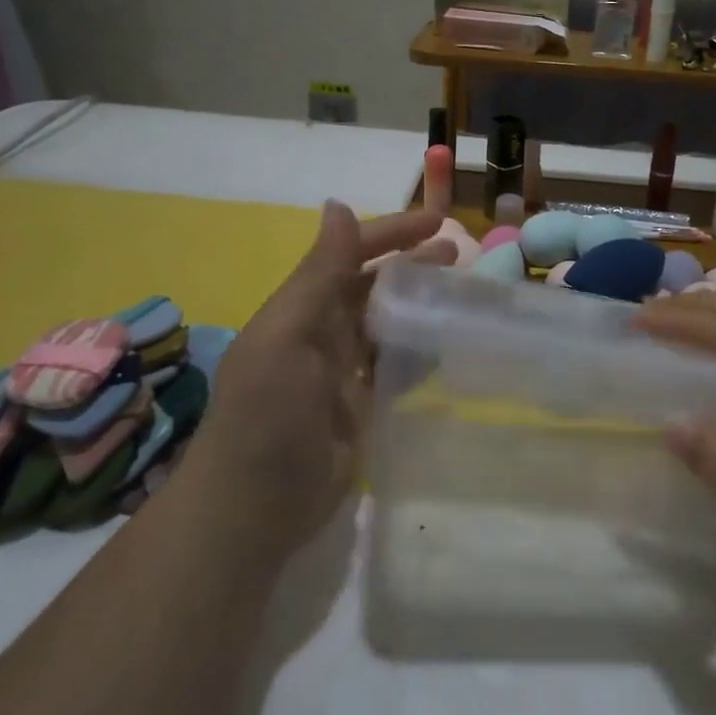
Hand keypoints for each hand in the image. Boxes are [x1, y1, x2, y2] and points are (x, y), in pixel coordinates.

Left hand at [186, 201, 451, 557]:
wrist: (253, 509)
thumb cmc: (267, 416)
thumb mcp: (287, 337)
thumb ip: (318, 274)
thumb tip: (338, 205)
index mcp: (303, 307)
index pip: (351, 254)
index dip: (391, 232)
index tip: (438, 223)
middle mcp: (323, 330)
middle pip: (375, 284)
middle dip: (412, 263)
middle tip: (459, 254)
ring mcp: (343, 370)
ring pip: (389, 321)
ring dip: (420, 302)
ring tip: (462, 291)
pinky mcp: (361, 404)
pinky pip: (396, 364)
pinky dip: (420, 348)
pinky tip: (449, 342)